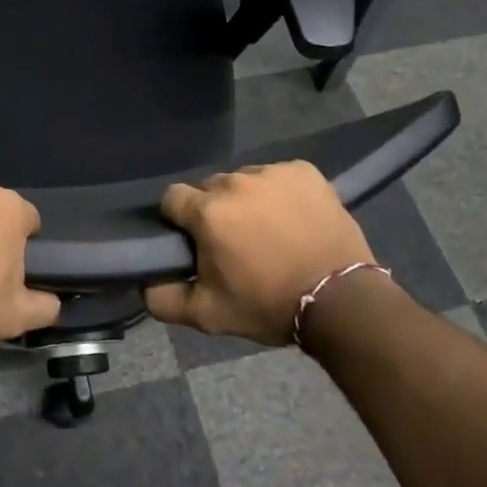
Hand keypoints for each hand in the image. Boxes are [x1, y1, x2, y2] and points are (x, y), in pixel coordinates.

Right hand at [145, 161, 378, 345]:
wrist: (342, 301)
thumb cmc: (269, 305)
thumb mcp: (209, 315)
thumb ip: (165, 299)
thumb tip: (144, 284)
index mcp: (207, 211)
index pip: (173, 198)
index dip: (178, 218)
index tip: (193, 239)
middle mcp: (235, 182)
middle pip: (210, 187)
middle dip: (215, 209)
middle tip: (234, 240)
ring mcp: (273, 172)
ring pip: (244, 179)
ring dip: (247, 199)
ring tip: (268, 229)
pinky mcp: (304, 171)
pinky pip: (278, 175)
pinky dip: (280, 192)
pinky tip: (293, 217)